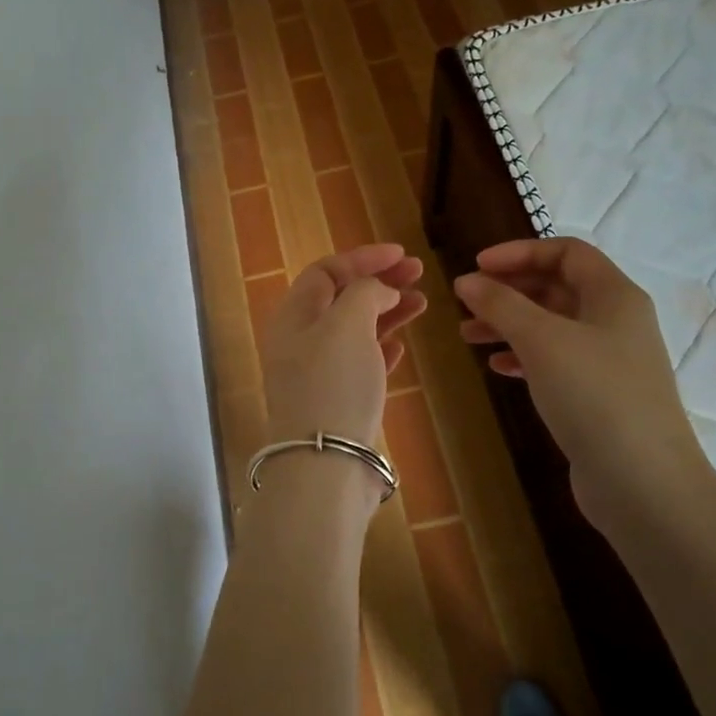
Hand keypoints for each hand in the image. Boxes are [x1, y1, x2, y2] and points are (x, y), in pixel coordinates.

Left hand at [261, 244, 426, 448]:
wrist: (325, 462)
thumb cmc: (334, 383)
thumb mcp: (348, 323)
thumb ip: (365, 293)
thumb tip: (379, 290)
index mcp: (294, 316)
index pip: (326, 271)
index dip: (363, 258)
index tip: (401, 254)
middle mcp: (300, 341)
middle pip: (341, 298)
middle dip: (379, 282)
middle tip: (418, 274)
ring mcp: (318, 373)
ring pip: (354, 330)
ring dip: (386, 312)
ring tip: (422, 304)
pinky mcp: (336, 400)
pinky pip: (360, 362)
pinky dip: (380, 347)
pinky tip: (401, 346)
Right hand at [454, 238, 711, 512]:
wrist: (642, 483)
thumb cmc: (593, 395)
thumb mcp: (541, 340)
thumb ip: (501, 304)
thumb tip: (467, 280)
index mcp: (614, 295)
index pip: (566, 252)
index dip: (519, 252)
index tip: (477, 267)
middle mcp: (616, 321)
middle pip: (557, 288)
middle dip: (509, 290)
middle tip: (467, 302)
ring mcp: (610, 361)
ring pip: (552, 326)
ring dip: (510, 324)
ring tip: (468, 335)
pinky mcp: (599, 396)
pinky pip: (556, 361)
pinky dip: (524, 356)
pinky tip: (497, 367)